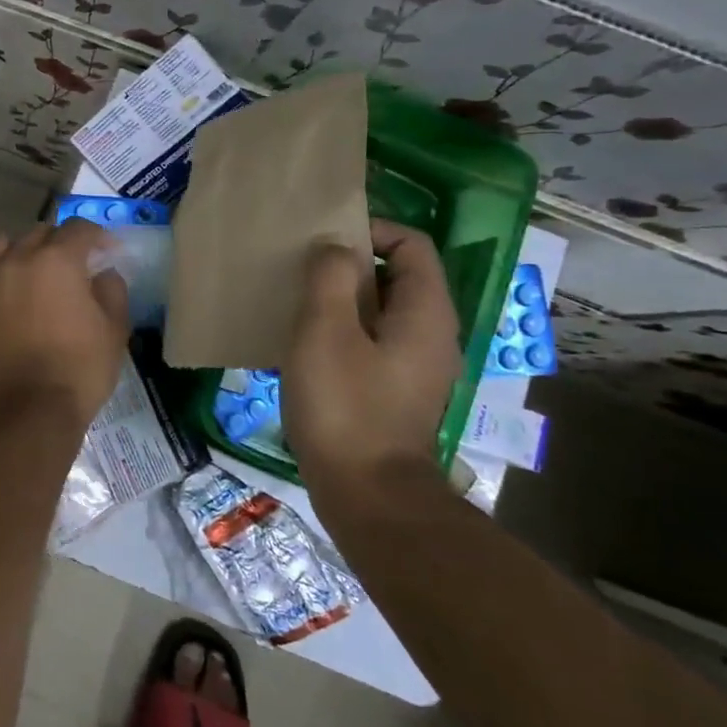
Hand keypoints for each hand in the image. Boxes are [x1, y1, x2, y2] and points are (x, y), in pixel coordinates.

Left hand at [0, 219, 130, 428]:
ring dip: (27, 253)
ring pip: (7, 248)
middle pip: (41, 233)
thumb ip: (112, 290)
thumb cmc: (80, 367)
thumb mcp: (114, 329)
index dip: (99, 236)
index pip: (79, 229)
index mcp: (57, 259)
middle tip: (78, 263)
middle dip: (62, 241)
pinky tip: (9, 292)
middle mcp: (19, 260)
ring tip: (40, 273)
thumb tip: (103, 274)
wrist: (30, 408)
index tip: (110, 251)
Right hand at [282, 219, 460, 486]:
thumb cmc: (345, 406)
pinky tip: (304, 347)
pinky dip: (341, 331)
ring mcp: (415, 367)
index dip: (371, 231)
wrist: (368, 495)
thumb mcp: (325, 332)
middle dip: (349, 265)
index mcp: (425, 313)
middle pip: (397, 276)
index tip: (323, 240)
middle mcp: (431, 334)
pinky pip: (371, 342)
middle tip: (301, 270)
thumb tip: (333, 248)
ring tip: (296, 304)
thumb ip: (329, 279)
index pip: (412, 245)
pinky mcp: (394, 392)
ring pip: (380, 311)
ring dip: (340, 300)